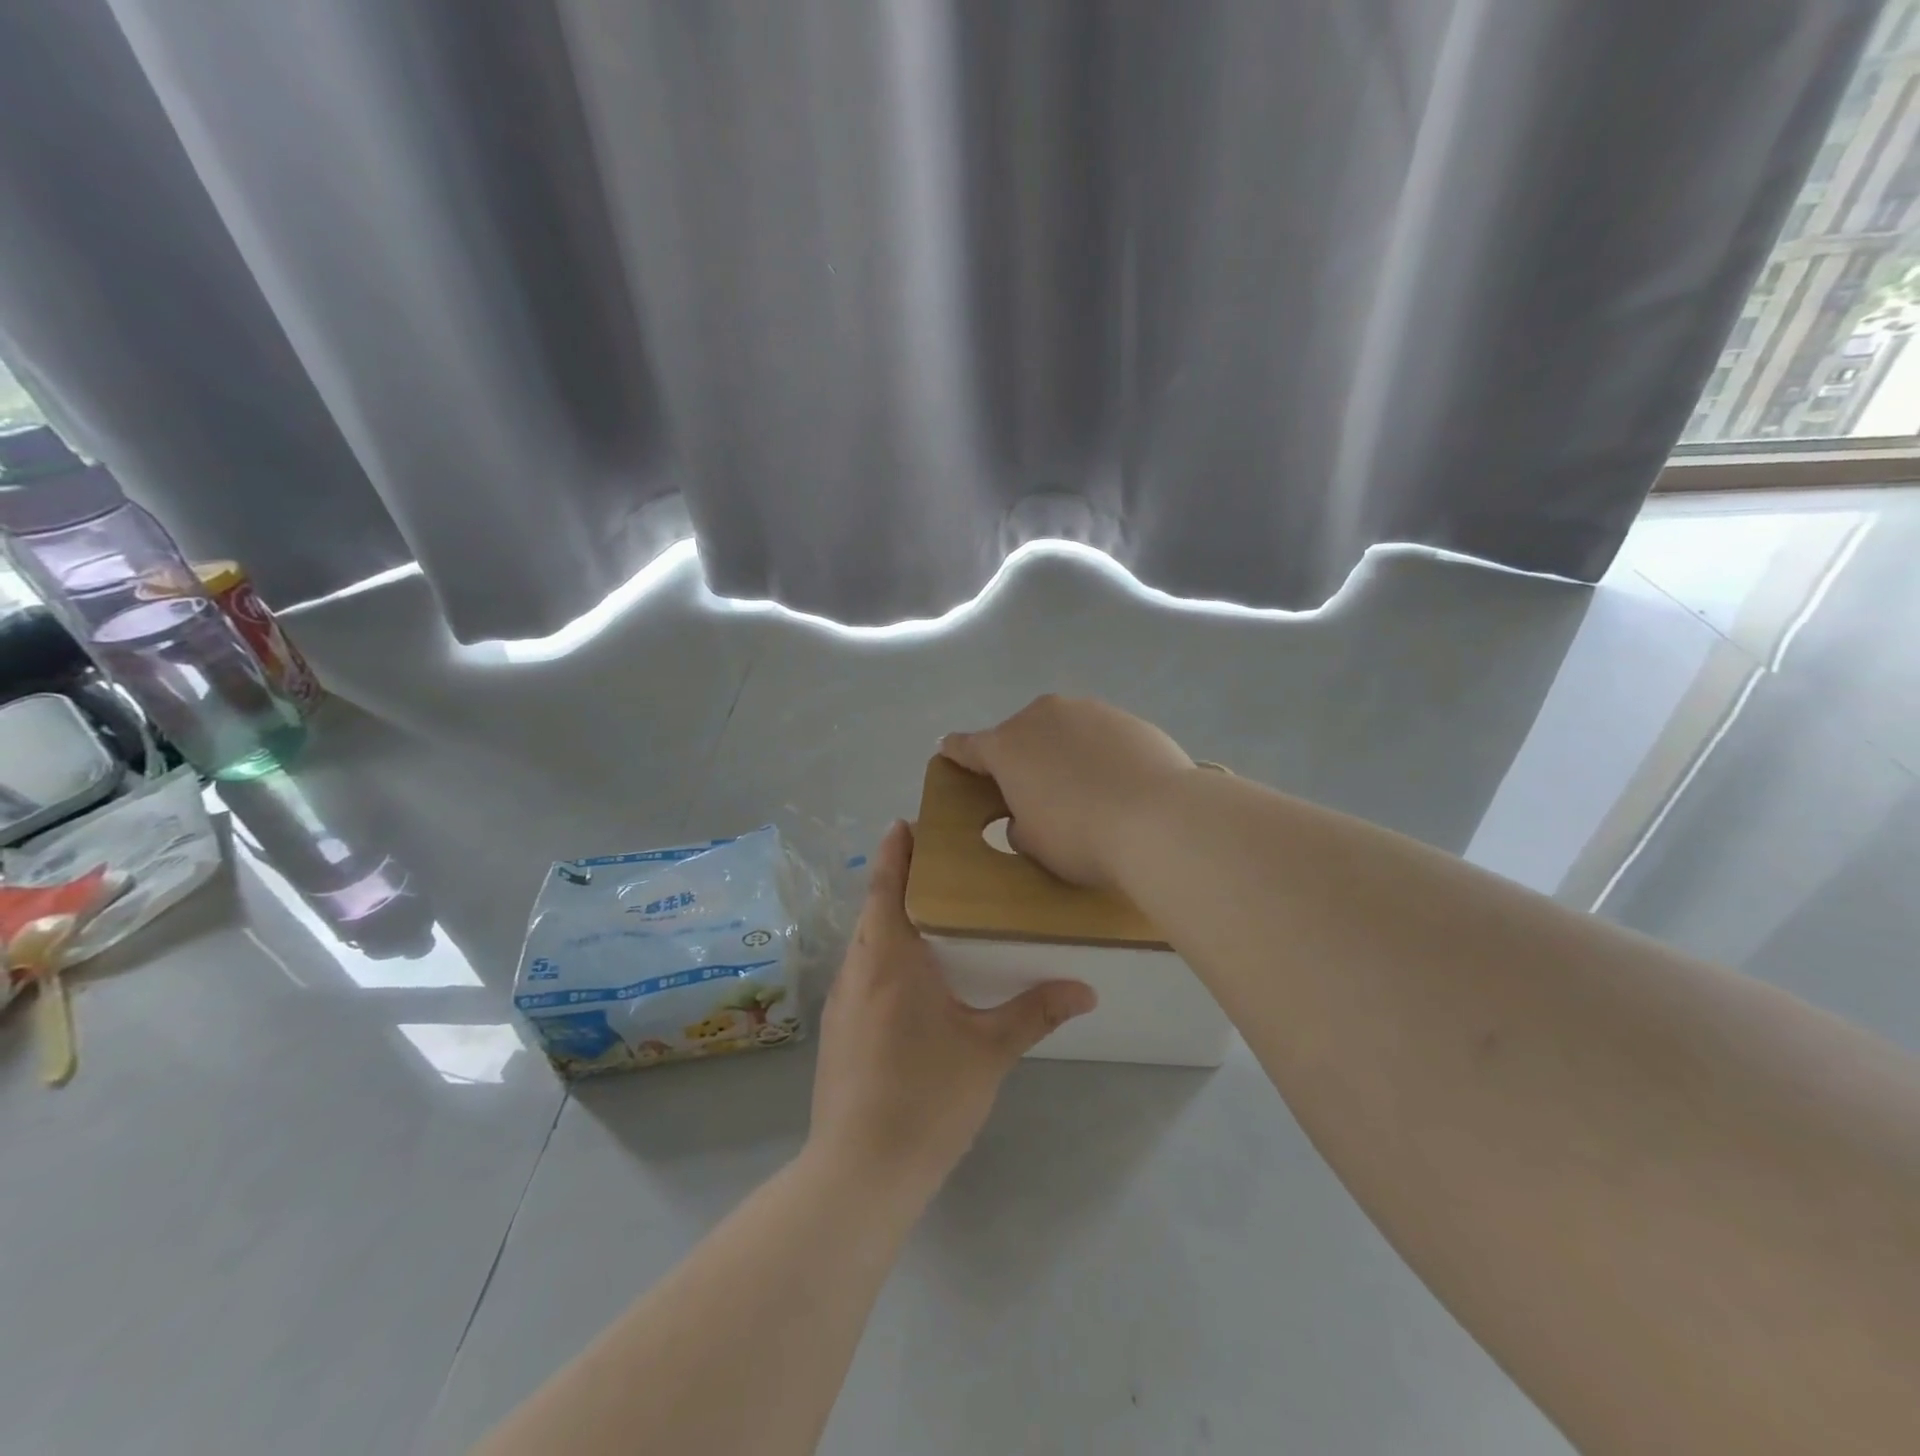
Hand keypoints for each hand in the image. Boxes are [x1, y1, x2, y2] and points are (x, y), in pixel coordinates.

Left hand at [807, 821, 1095, 1196]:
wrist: (860, 1171)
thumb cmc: (928, 1097)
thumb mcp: (990, 1051)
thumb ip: (1035, 1012)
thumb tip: (1085, 989)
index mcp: (891, 959)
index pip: (888, 887)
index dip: (895, 852)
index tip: (906, 824)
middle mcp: (858, 970)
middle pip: (874, 909)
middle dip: (898, 881)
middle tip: (936, 864)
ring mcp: (841, 1002)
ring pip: (865, 942)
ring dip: (889, 919)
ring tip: (928, 914)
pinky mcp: (837, 1031)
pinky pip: (861, 972)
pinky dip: (882, 954)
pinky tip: (910, 978)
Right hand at [937, 695, 1194, 889]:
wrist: (1159, 819)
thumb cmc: (1080, 836)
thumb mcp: (1033, 844)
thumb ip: (1019, 824)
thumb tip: (1029, 815)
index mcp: (1007, 746)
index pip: (968, 746)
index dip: (956, 752)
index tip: (948, 749)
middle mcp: (1042, 716)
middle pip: (1020, 734)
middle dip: (1021, 756)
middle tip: (1035, 790)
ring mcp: (1088, 711)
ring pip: (1062, 730)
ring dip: (1062, 751)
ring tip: (1084, 788)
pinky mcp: (1127, 717)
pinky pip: (1099, 735)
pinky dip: (1099, 753)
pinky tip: (1118, 782)